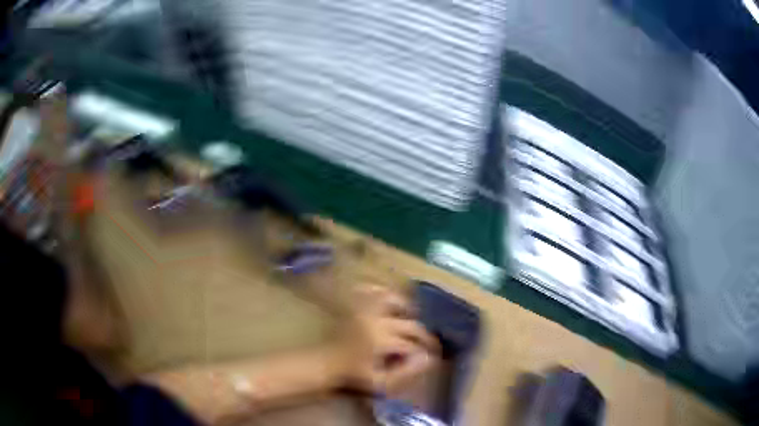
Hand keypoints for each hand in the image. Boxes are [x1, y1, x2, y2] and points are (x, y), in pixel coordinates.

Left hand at [332, 286, 439, 395]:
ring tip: (411, 319)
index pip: (414, 344)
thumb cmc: (354, 374)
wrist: (327, 362)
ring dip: (407, 309)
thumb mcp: (380, 382)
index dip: (426, 350)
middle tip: (428, 341)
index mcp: (382, 340)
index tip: (432, 355)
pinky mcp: (356, 305)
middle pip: (410, 324)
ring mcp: (365, 309)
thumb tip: (427, 359)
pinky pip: (373, 290)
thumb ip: (406, 372)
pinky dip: (384, 293)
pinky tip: (389, 302)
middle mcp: (377, 321)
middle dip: (423, 334)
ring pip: (395, 300)